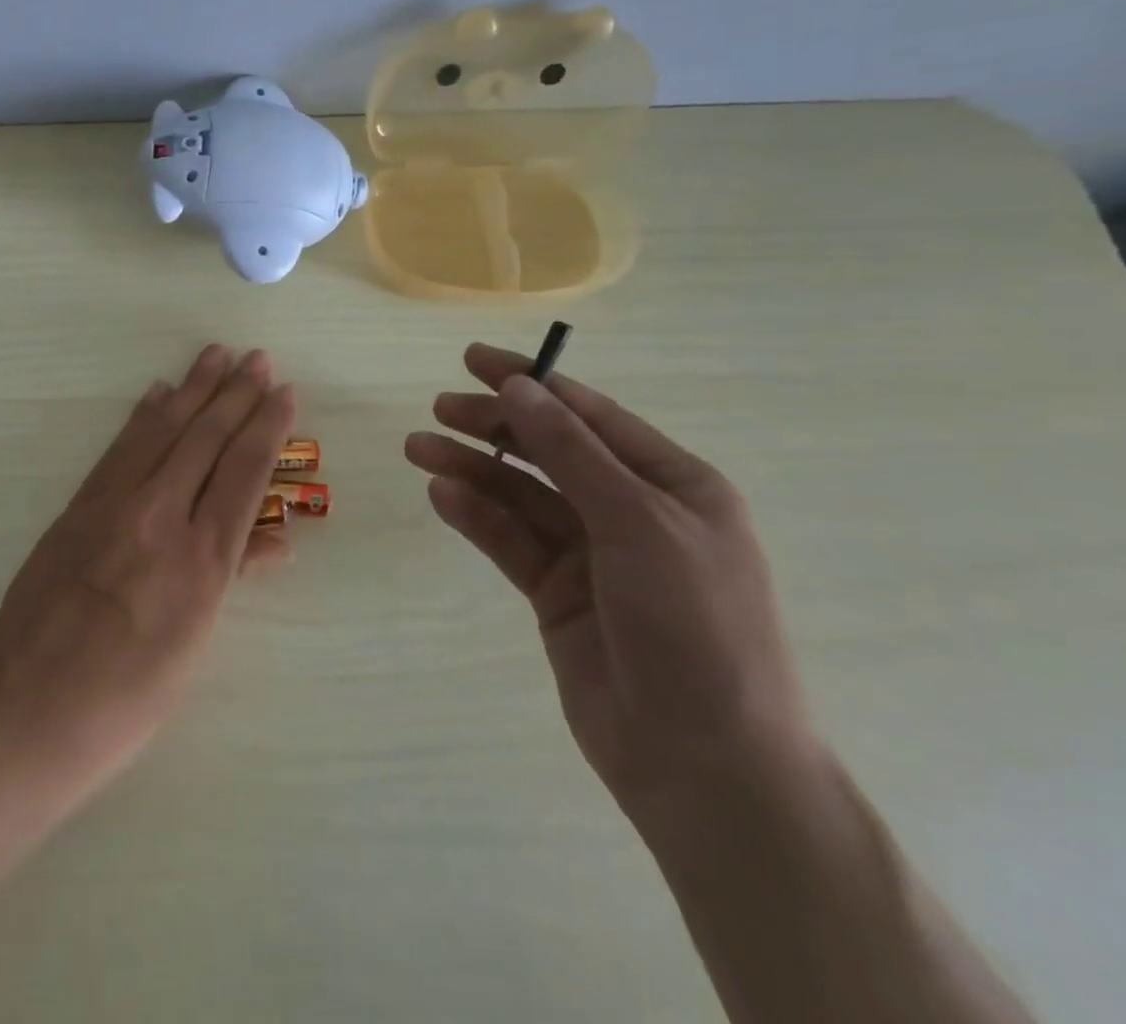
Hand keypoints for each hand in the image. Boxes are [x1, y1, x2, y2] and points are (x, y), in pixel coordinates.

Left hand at [0, 344, 296, 815]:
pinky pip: (119, 449)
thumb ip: (231, 579)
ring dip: (192, 389)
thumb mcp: (194, 647)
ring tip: (214, 355)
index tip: (284, 392)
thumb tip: (278, 541)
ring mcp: (113, 506)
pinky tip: (157, 394)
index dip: (267, 426)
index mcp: (202, 561)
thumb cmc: (125, 700)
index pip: (244, 472)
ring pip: (162, 431)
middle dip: (235, 394)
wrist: (24, 711)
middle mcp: (161, 517)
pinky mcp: (77, 507)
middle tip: (256, 358)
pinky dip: (143, 416)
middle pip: (205, 439)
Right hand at [405, 344, 816, 821]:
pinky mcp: (556, 592)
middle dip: (495, 425)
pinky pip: (509, 540)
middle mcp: (630, 510)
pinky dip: (476, 516)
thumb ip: (572, 452)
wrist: (707, 764)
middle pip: (548, 450)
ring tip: (418, 448)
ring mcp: (591, 554)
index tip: (474, 360)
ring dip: (472, 468)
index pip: (589, 415)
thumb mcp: (638, 523)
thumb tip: (520, 385)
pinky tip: (442, 495)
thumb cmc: (694, 627)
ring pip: (520, 494)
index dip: (532, 381)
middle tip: (439, 408)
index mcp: (671, 484)